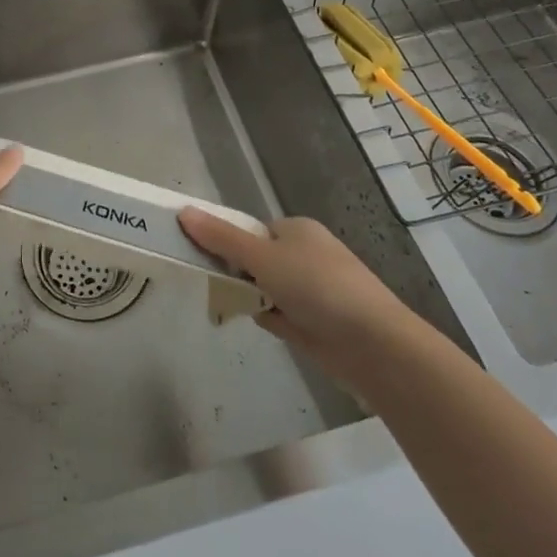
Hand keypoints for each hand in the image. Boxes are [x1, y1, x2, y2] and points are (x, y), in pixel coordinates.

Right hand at [179, 208, 410, 390]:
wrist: (373, 345)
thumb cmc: (317, 286)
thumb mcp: (262, 257)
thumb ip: (221, 238)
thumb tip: (183, 212)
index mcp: (296, 230)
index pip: (251, 231)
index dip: (228, 243)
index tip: (205, 258)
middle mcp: (306, 255)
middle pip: (256, 260)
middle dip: (238, 275)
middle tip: (217, 286)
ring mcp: (314, 290)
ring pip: (266, 289)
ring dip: (252, 299)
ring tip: (234, 308)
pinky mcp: (317, 322)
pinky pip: (281, 314)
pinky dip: (271, 319)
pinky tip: (266, 326)